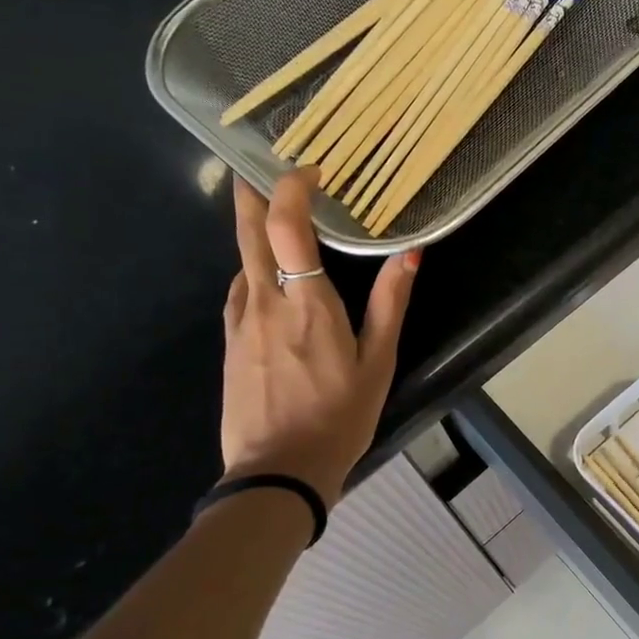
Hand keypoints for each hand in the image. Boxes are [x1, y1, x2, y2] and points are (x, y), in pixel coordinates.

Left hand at [219, 170, 418, 507]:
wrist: (278, 473)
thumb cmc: (339, 417)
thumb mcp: (378, 363)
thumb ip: (390, 303)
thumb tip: (411, 253)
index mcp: (307, 304)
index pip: (286, 225)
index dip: (291, 186)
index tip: (310, 171)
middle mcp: (265, 302)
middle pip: (248, 231)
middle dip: (253, 192)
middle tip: (259, 165)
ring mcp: (240, 323)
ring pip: (241, 261)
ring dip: (253, 232)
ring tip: (270, 218)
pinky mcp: (228, 344)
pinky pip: (239, 292)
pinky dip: (251, 271)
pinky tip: (265, 279)